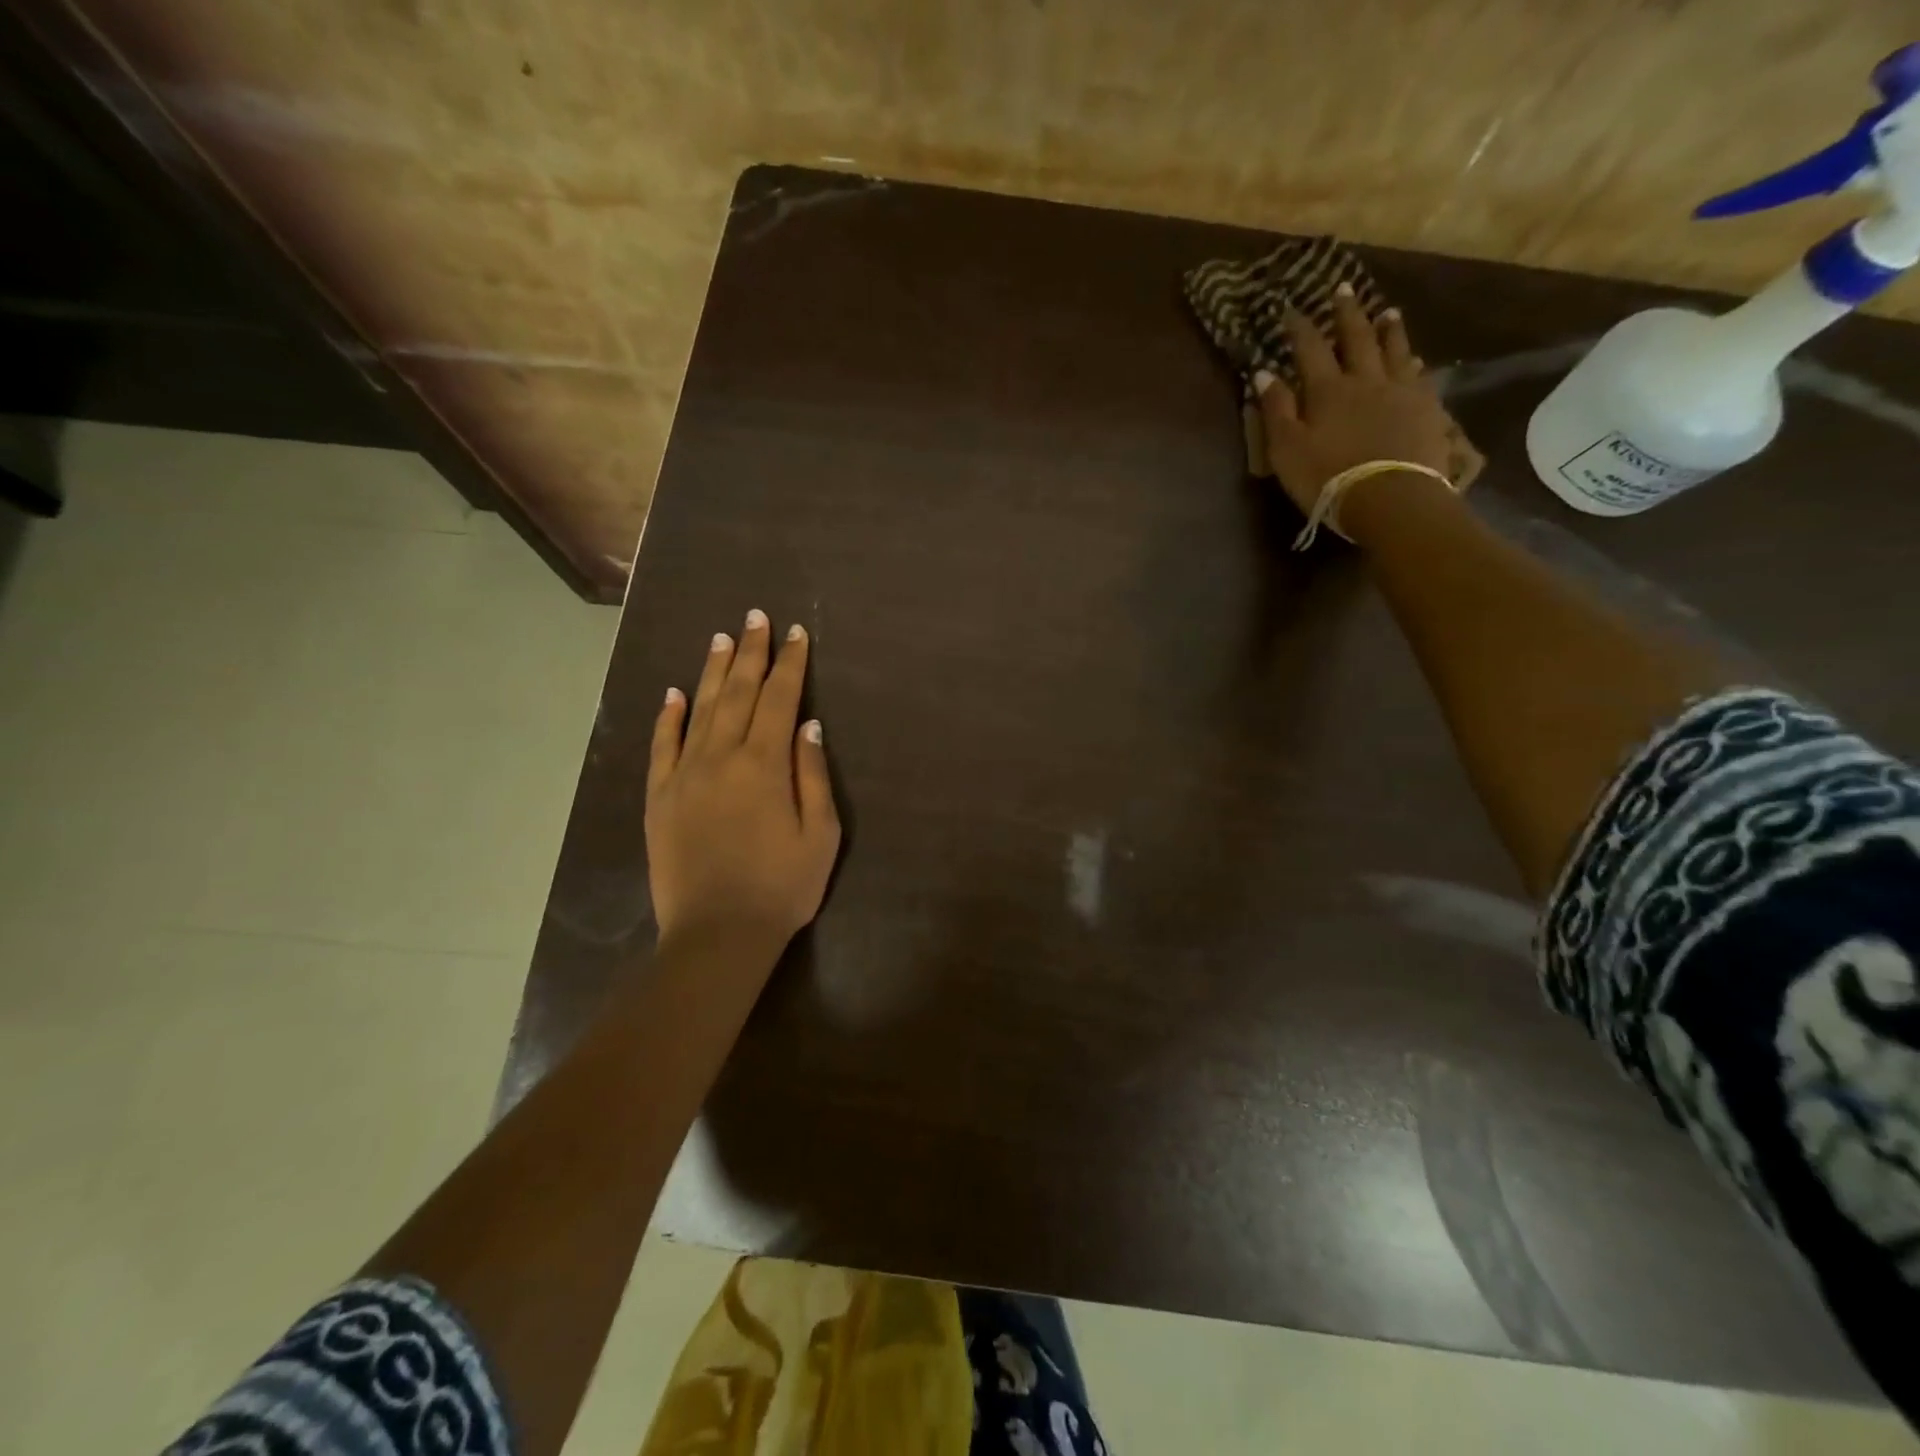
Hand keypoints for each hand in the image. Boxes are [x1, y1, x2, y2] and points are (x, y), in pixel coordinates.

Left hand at [647, 609, 840, 952]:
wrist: (717, 934)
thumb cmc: (782, 888)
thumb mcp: (821, 835)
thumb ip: (813, 775)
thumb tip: (809, 726)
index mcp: (765, 764)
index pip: (780, 699)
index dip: (790, 663)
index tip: (796, 633)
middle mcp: (722, 757)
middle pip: (739, 692)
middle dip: (751, 652)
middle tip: (755, 617)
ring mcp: (685, 774)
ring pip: (700, 708)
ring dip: (713, 671)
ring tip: (722, 638)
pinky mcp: (660, 797)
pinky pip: (663, 746)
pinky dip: (668, 716)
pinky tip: (674, 693)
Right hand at [1253, 289, 1454, 521]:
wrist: (1391, 498)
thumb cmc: (1328, 477)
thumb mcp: (1287, 449)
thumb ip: (1276, 410)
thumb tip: (1263, 373)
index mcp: (1327, 390)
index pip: (1309, 349)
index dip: (1299, 327)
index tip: (1289, 309)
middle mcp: (1365, 380)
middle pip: (1356, 338)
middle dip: (1346, 313)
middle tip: (1343, 289)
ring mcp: (1400, 391)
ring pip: (1394, 349)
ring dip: (1388, 329)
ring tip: (1386, 312)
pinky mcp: (1426, 409)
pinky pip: (1418, 376)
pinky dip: (1412, 362)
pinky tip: (1415, 358)